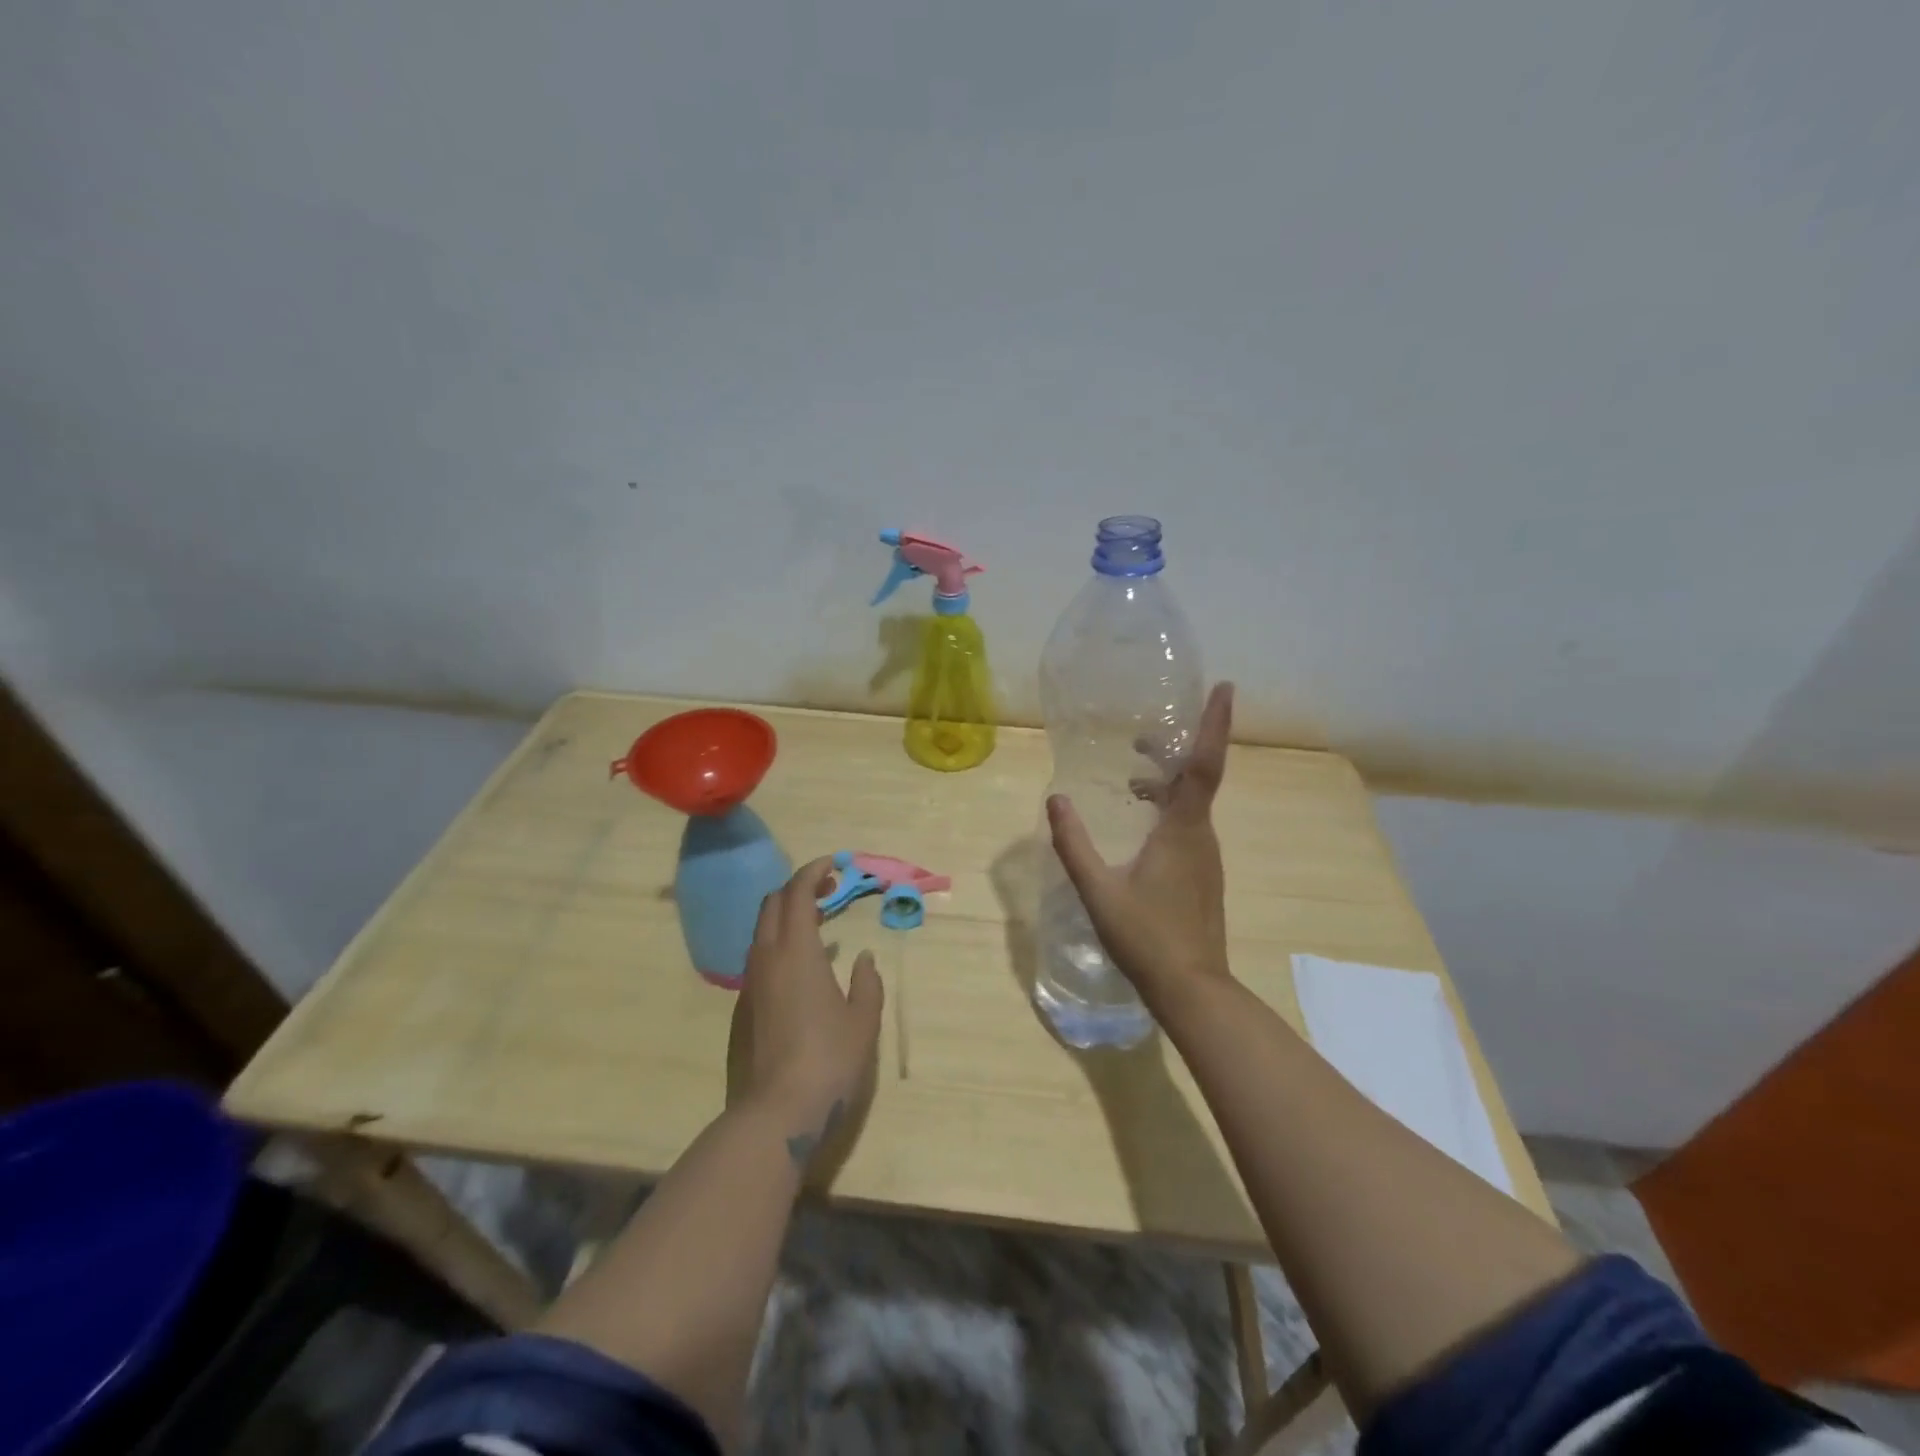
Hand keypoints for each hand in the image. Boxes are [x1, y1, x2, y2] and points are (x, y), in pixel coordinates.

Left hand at [730, 857, 884, 1154]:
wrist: (778, 1112)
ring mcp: (751, 983)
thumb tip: (864, 958)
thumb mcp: (863, 1019)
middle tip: (828, 889)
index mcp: (796, 951)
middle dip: (798, 888)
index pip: (796, 893)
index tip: (832, 864)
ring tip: (819, 923)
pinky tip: (802, 966)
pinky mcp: (744, 1007)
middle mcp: (767, 958)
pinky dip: (779, 943)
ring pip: (762, 931)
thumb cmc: (829, 1059)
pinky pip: (759, 957)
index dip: (812, 872)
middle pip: (772, 905)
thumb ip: (867, 982)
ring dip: (787, 916)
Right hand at [1046, 682, 1234, 1007]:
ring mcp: (1206, 858)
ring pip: (1192, 806)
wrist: (1192, 989)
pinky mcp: (1203, 876)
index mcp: (1183, 831)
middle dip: (1175, 750)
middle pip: (1197, 779)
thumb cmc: (1146, 938)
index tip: (1224, 687)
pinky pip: (1189, 827)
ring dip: (1167, 784)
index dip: (1214, 724)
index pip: (1203, 765)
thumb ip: (1074, 845)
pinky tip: (1140, 828)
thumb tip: (1055, 800)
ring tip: (1131, 780)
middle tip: (1140, 738)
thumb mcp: (1098, 891)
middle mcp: (1202, 837)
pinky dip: (1168, 811)